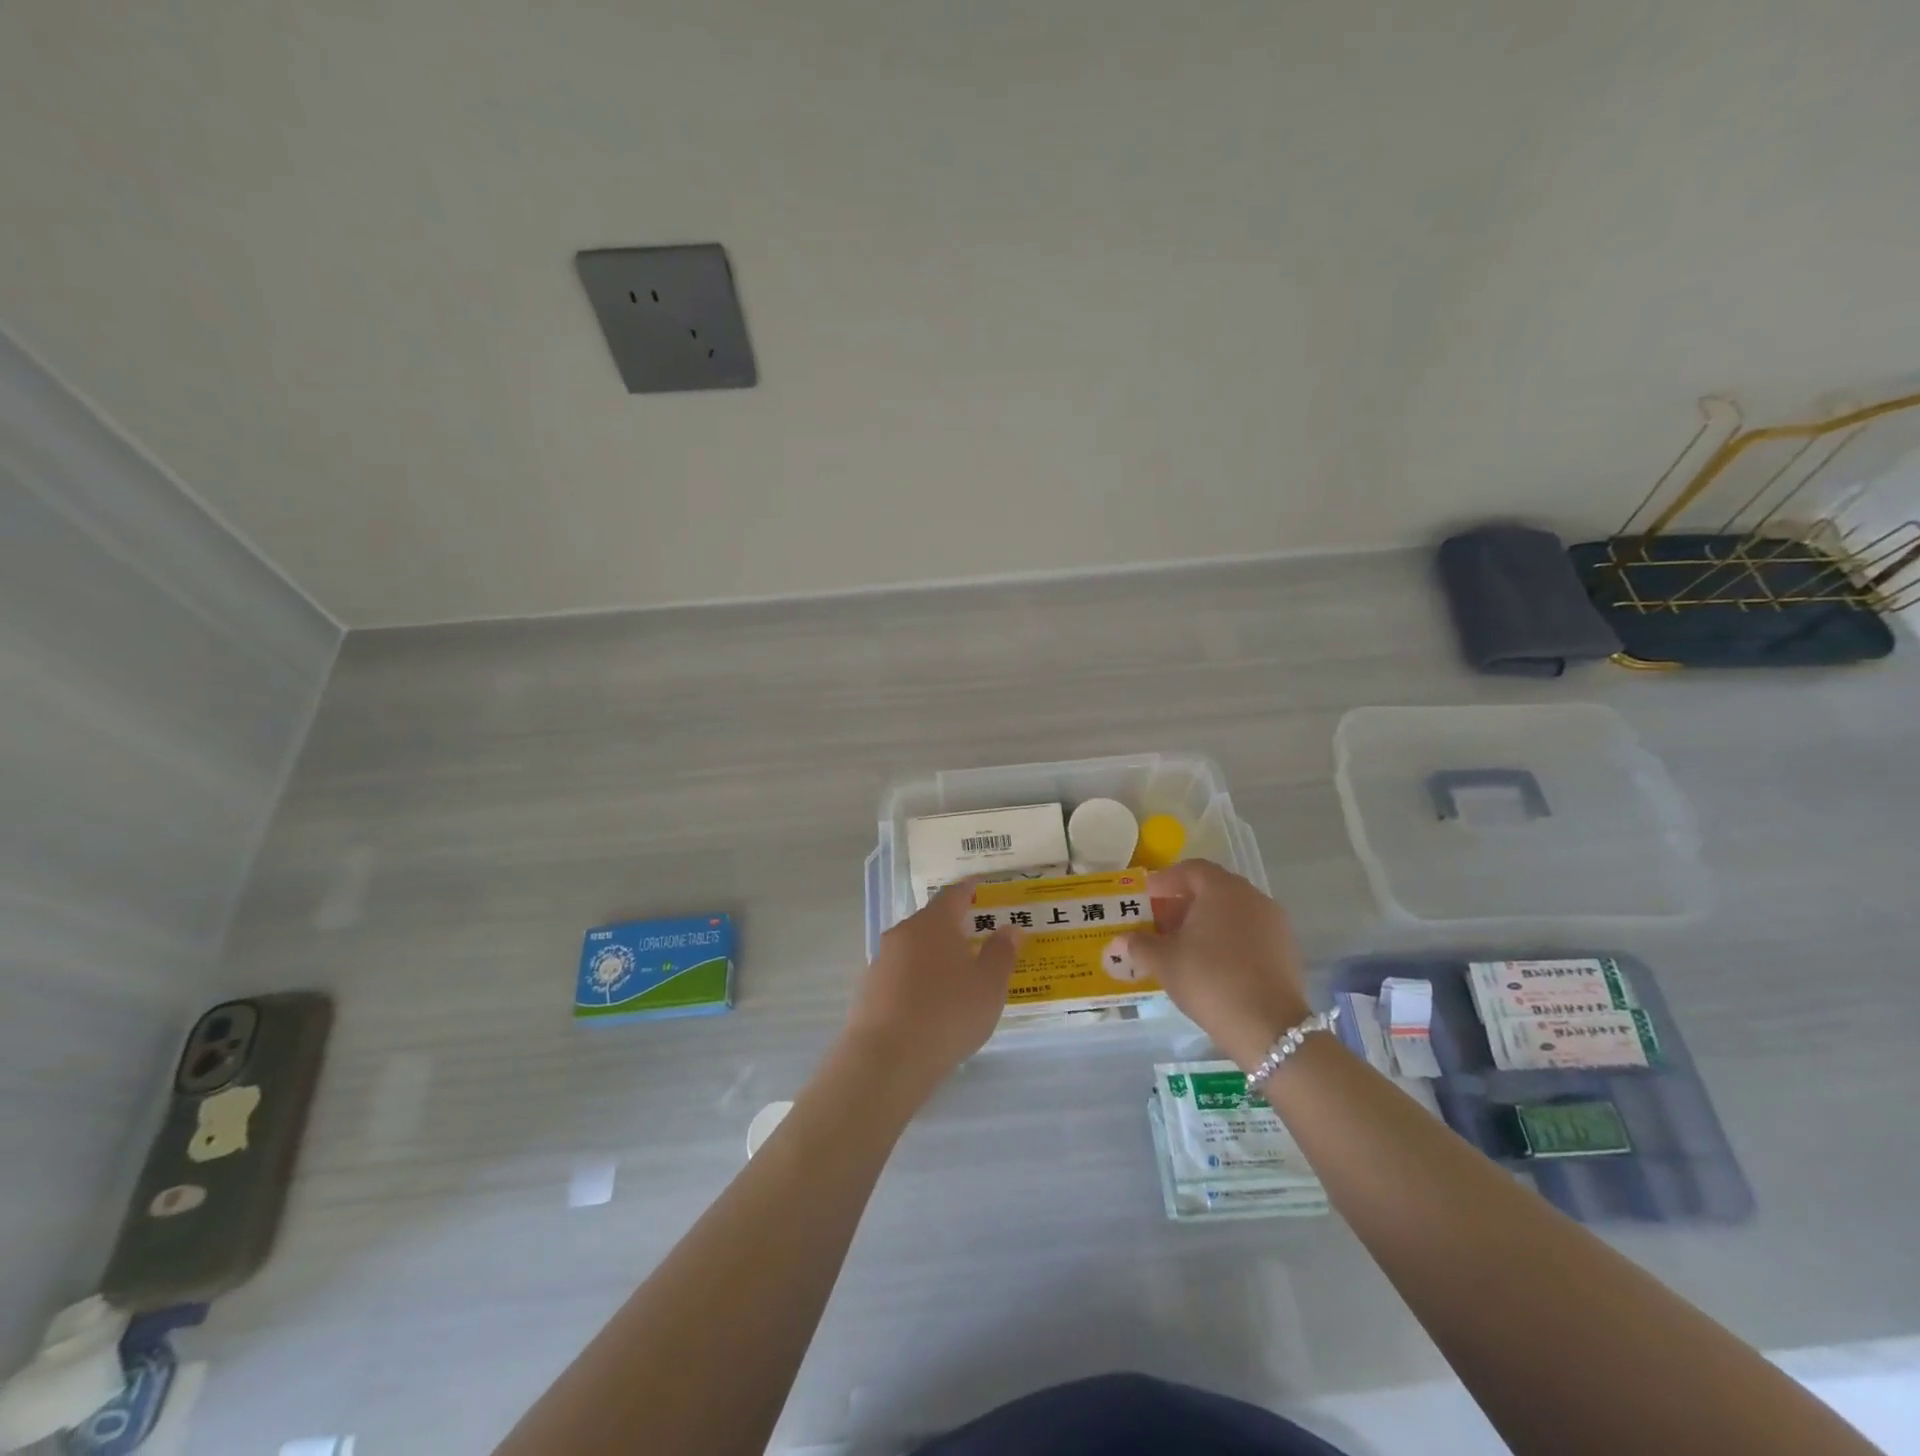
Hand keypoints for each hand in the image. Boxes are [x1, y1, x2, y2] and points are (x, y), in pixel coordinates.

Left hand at [841, 881, 1018, 1103]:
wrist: (886, 1060)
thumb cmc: (947, 1013)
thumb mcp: (989, 986)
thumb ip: (1001, 954)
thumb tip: (1010, 928)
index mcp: (933, 923)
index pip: (953, 894)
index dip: (969, 889)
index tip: (980, 885)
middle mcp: (903, 933)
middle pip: (931, 921)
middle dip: (953, 926)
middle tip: (976, 936)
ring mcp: (881, 962)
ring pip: (914, 949)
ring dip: (934, 955)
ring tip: (956, 974)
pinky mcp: (869, 991)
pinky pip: (901, 975)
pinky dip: (918, 980)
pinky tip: (930, 1003)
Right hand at [1120, 860, 1311, 1073]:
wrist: (1268, 1026)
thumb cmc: (1209, 980)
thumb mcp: (1164, 962)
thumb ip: (1140, 945)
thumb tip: (1120, 940)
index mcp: (1222, 889)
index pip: (1191, 870)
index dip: (1166, 880)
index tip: (1147, 896)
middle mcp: (1252, 896)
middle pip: (1213, 888)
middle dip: (1185, 902)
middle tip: (1162, 923)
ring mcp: (1274, 922)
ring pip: (1233, 911)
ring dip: (1208, 921)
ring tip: (1185, 946)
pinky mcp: (1286, 949)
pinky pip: (1250, 932)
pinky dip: (1229, 938)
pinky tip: (1214, 963)